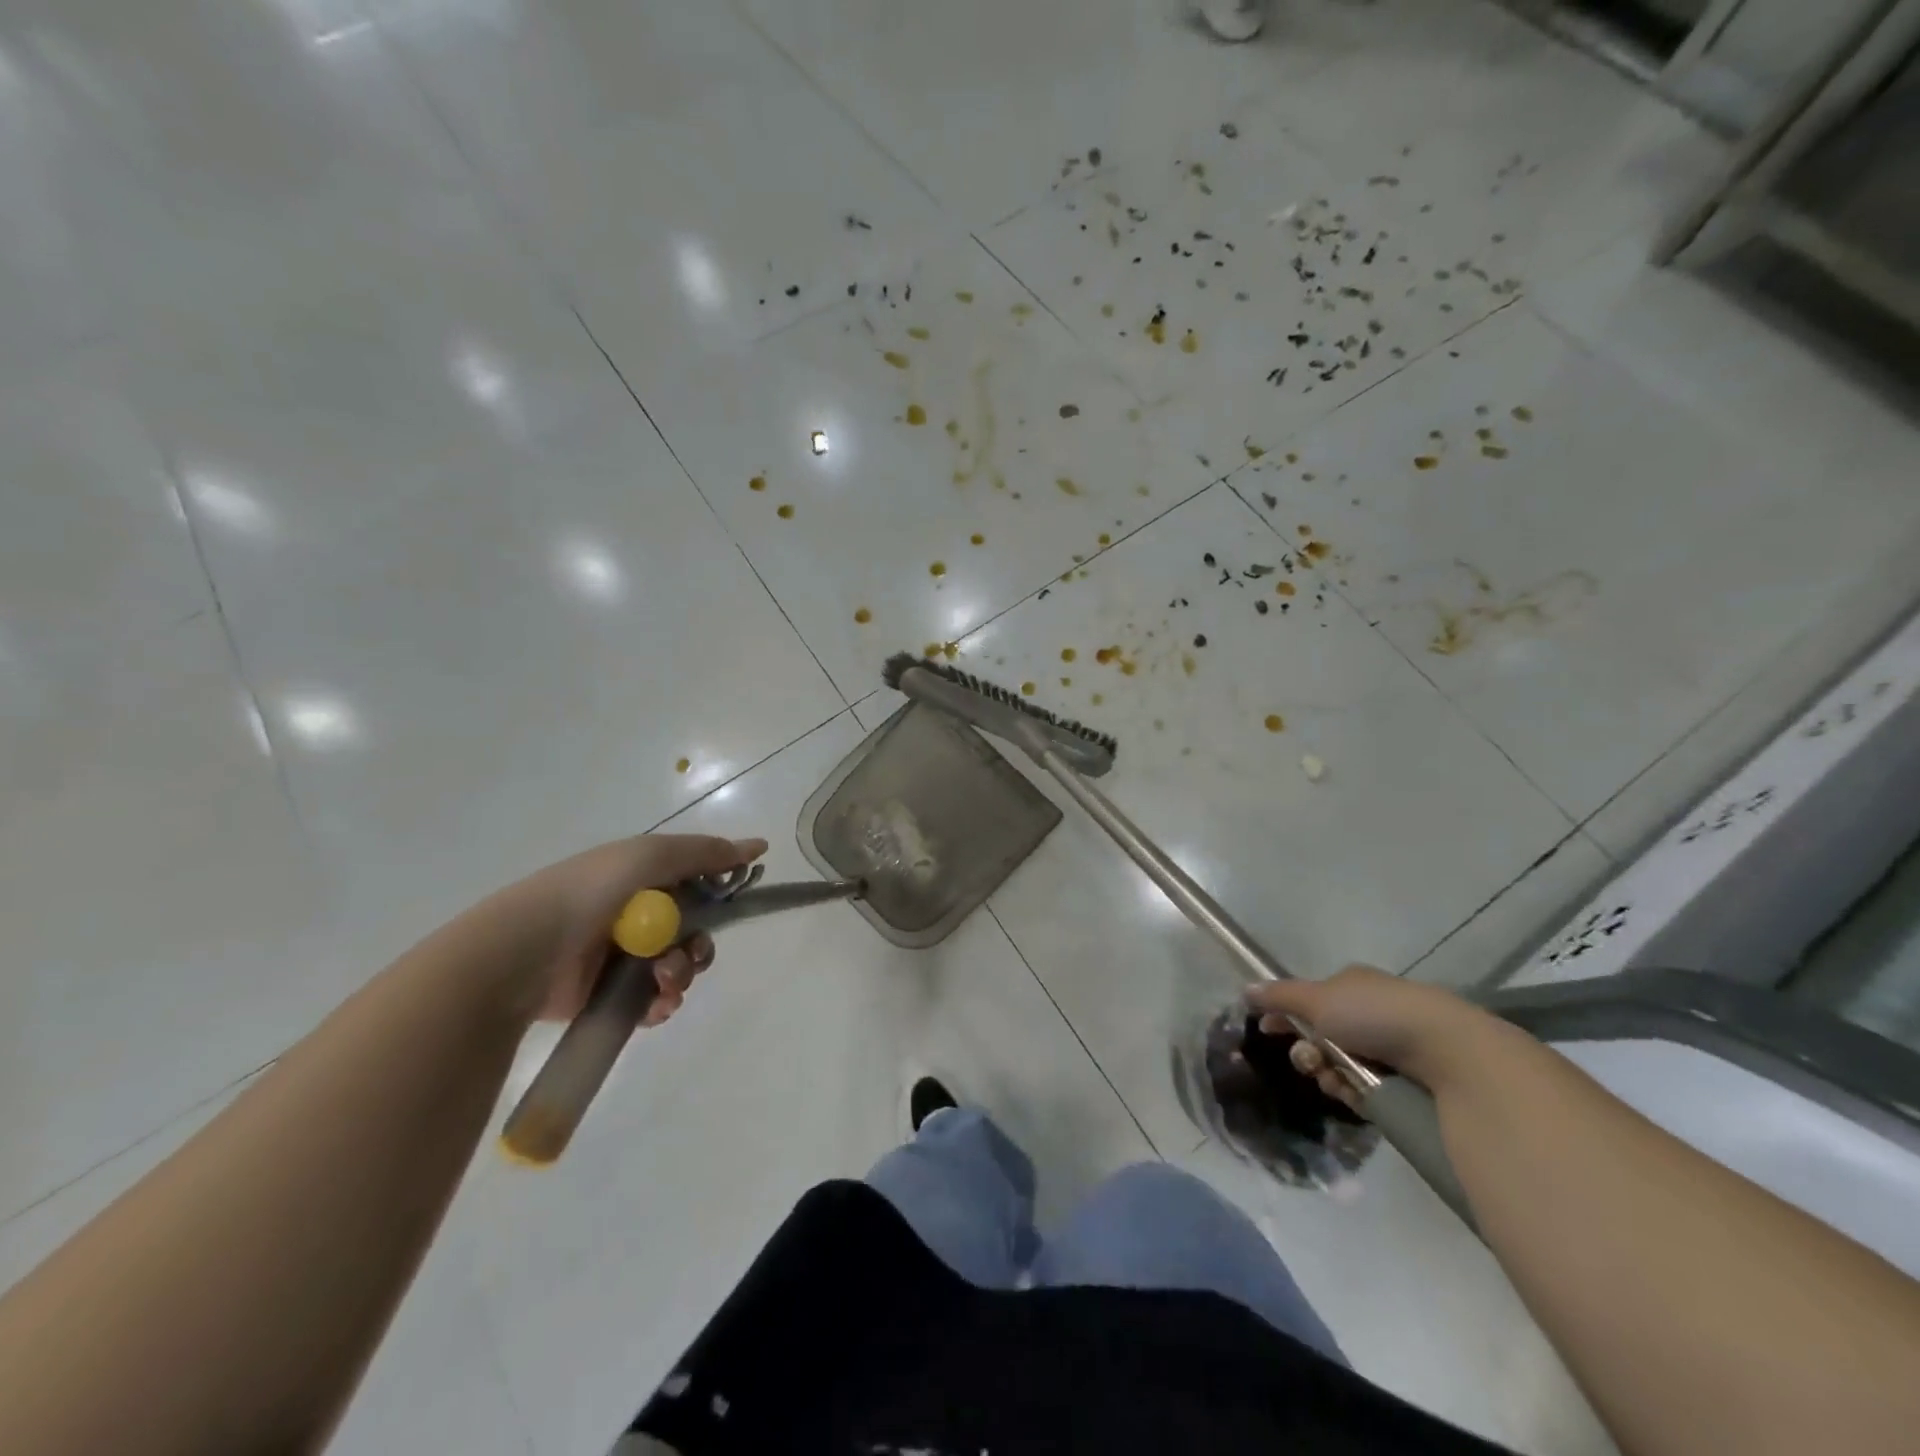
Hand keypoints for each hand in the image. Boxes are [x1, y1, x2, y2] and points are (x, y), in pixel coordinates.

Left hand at [512, 834, 768, 1026]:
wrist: (522, 953)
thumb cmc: (588, 893)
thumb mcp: (649, 856)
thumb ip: (705, 852)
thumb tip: (758, 847)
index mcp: (640, 877)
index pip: (696, 883)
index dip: (719, 893)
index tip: (736, 904)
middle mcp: (633, 915)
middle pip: (692, 931)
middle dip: (700, 946)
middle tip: (688, 955)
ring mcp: (619, 957)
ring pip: (677, 968)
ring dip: (681, 975)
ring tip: (663, 982)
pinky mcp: (607, 996)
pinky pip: (652, 1000)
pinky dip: (660, 1002)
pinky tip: (654, 1005)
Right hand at [1244, 964, 1492, 1103]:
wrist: (1450, 1053)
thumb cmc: (1377, 1015)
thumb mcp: (1317, 999)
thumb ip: (1278, 996)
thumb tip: (1245, 989)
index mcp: (1353, 985)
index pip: (1310, 999)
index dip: (1286, 1015)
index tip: (1267, 1030)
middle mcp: (1372, 1012)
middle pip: (1322, 1036)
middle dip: (1308, 1052)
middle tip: (1311, 1060)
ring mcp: (1392, 1047)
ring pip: (1341, 1065)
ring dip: (1329, 1074)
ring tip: (1337, 1081)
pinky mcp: (1409, 1081)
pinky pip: (1367, 1089)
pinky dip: (1355, 1092)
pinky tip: (1358, 1095)